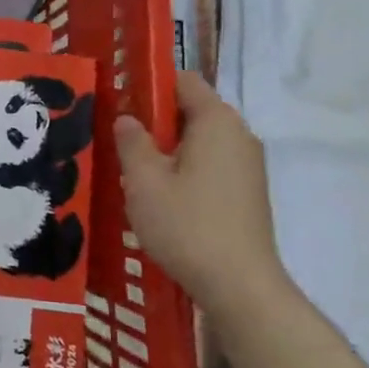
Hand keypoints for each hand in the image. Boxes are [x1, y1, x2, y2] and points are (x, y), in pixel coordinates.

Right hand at [115, 71, 285, 311]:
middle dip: (155, 123)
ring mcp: (248, 166)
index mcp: (217, 122)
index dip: (150, 85)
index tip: (120, 105)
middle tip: (122, 146)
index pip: (183, 81)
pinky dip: (185, 171)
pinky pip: (210, 165)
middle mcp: (239, 135)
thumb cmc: (187, 225)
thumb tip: (128, 119)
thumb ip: (132, 142)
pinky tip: (163, 201)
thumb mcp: (143, 181)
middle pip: (191, 111)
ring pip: (199, 142)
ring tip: (137, 177)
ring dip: (168, 151)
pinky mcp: (248, 193)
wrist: (240, 286)